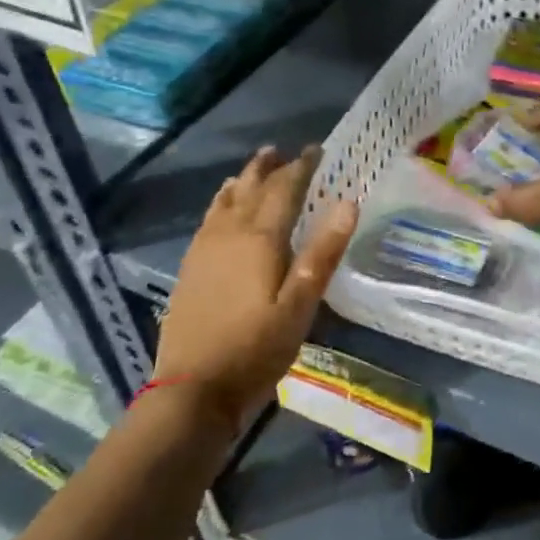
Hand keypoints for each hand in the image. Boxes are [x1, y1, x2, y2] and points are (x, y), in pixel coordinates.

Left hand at [153, 146, 357, 427]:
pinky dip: (222, 202)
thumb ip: (323, 252)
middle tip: (284, 151)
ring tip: (256, 166)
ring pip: (226, 200)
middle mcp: (230, 234)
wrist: (193, 390)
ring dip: (244, 179)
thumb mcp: (300, 305)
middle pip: (251, 188)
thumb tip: (348, 202)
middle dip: (269, 167)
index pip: (284, 189)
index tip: (316, 150)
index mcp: (260, 239)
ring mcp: (205, 250)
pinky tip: (223, 207)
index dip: (301, 166)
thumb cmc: (256, 349)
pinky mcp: (191, 267)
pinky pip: (209, 218)